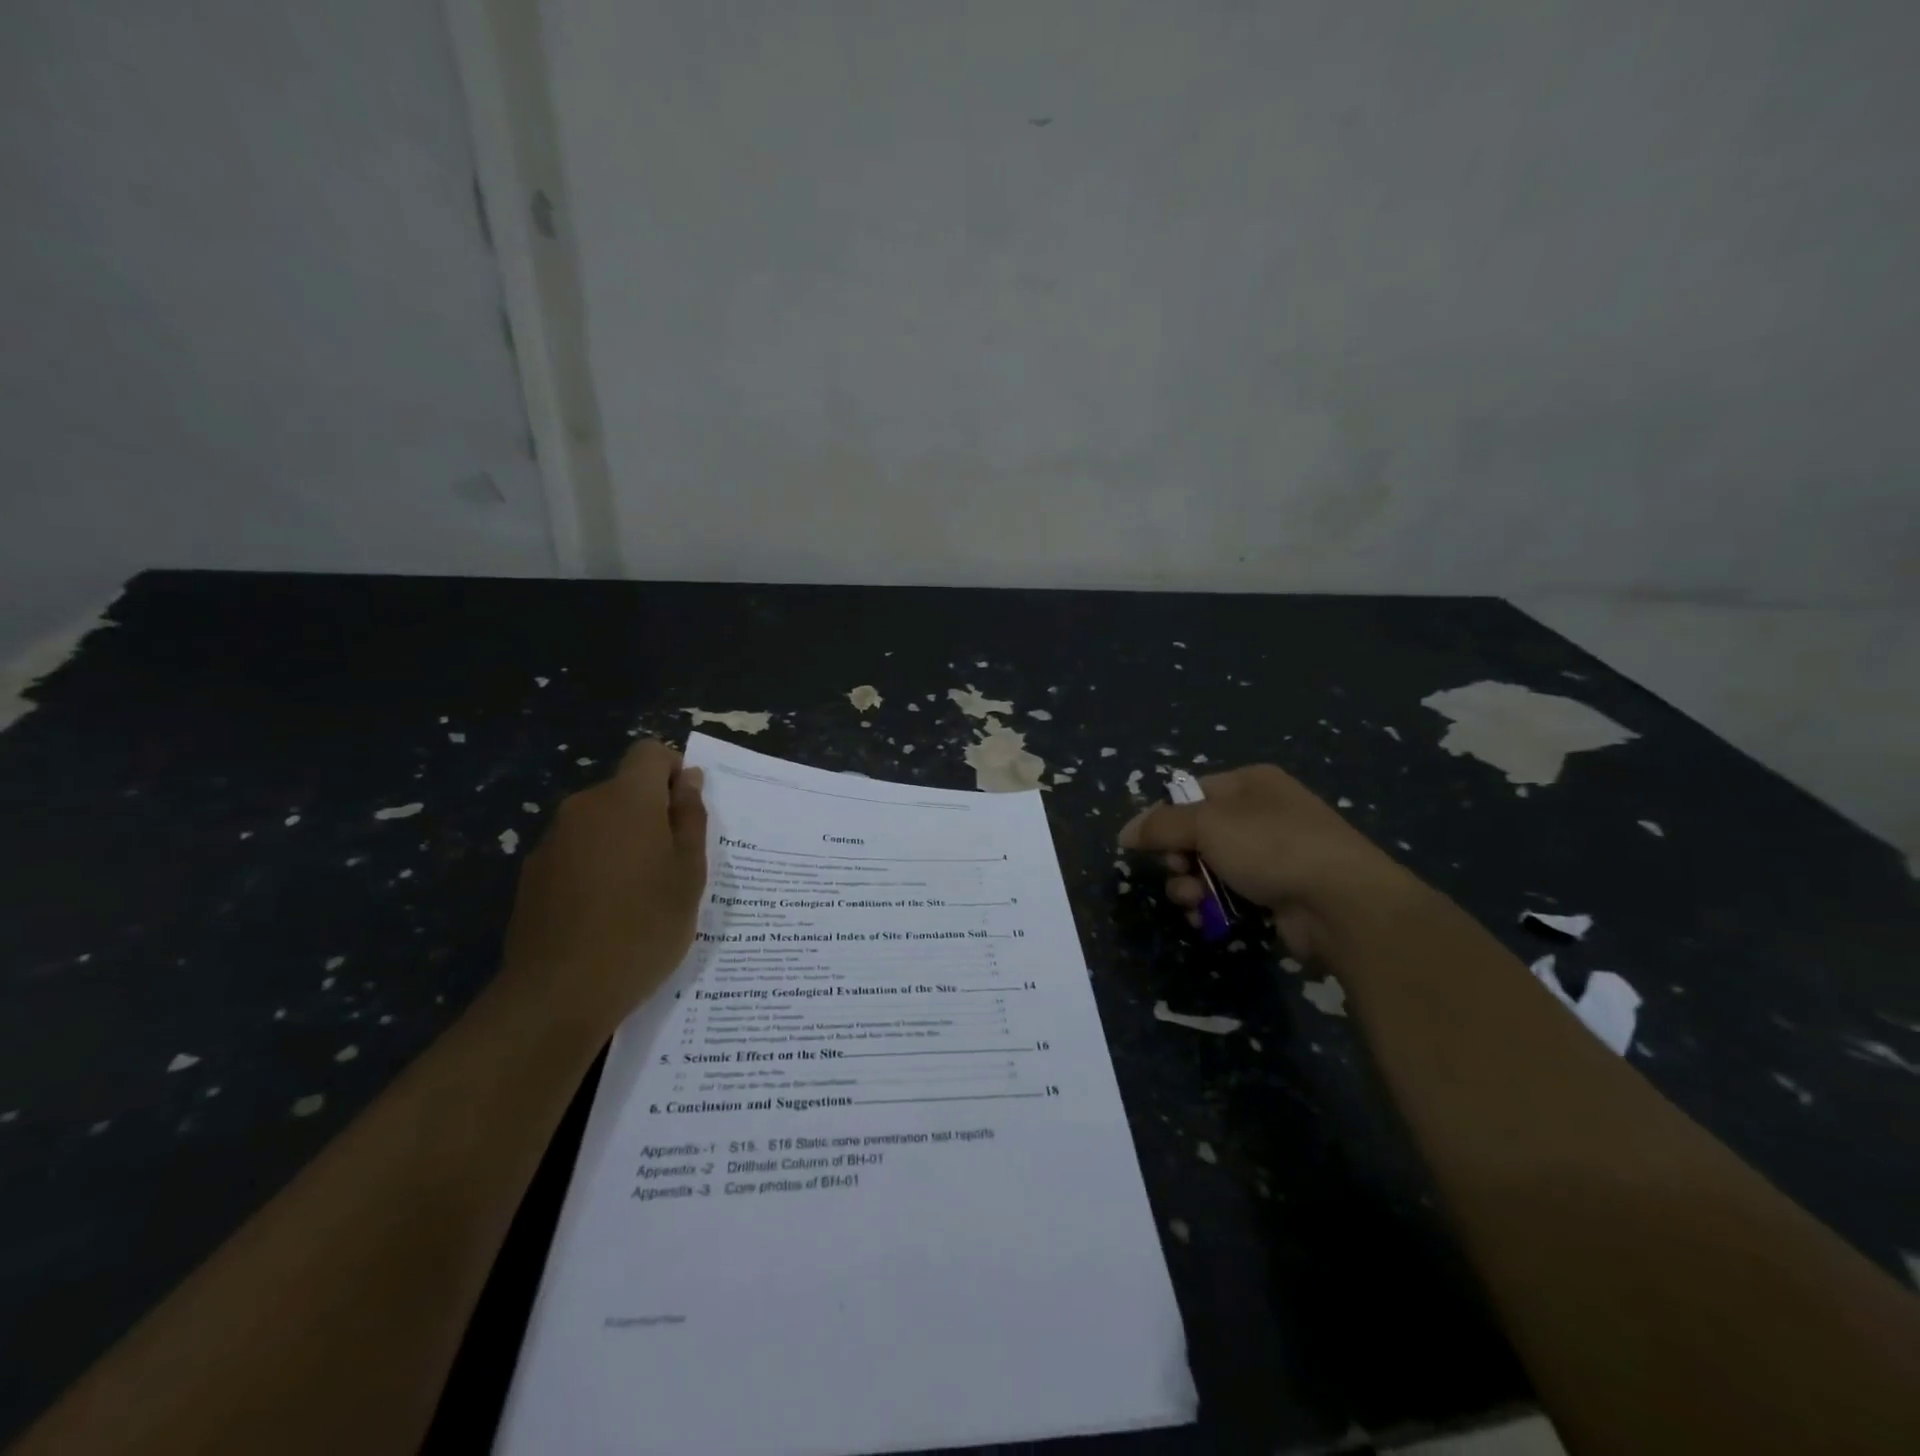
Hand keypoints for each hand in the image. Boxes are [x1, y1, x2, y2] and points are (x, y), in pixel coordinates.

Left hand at [500, 739, 707, 1032]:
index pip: (650, 752)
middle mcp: (583, 806)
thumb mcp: (689, 873)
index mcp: (627, 799)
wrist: (561, 992)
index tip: (687, 812)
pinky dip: (596, 866)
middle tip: (673, 864)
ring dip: (623, 841)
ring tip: (640, 895)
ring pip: (600, 822)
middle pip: (625, 789)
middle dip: (651, 813)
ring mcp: (552, 840)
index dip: (674, 771)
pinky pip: (576, 851)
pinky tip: (605, 913)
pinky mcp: (532, 873)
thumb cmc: (645, 926)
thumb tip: (688, 779)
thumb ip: (690, 817)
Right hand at [1118, 764, 1416, 958]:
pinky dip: (1214, 905)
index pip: (1192, 793)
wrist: (1342, 903)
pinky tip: (1208, 918)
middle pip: (1197, 834)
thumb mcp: (1207, 824)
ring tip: (1192, 901)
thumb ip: (1160, 826)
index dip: (1165, 818)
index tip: (1148, 844)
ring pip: (1210, 867)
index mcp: (1251, 783)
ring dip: (1190, 885)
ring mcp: (1273, 855)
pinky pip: (1230, 894)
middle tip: (1178, 872)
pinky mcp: (1278, 893)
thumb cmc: (1271, 847)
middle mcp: (1262, 814)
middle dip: (1178, 858)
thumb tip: (1124, 832)